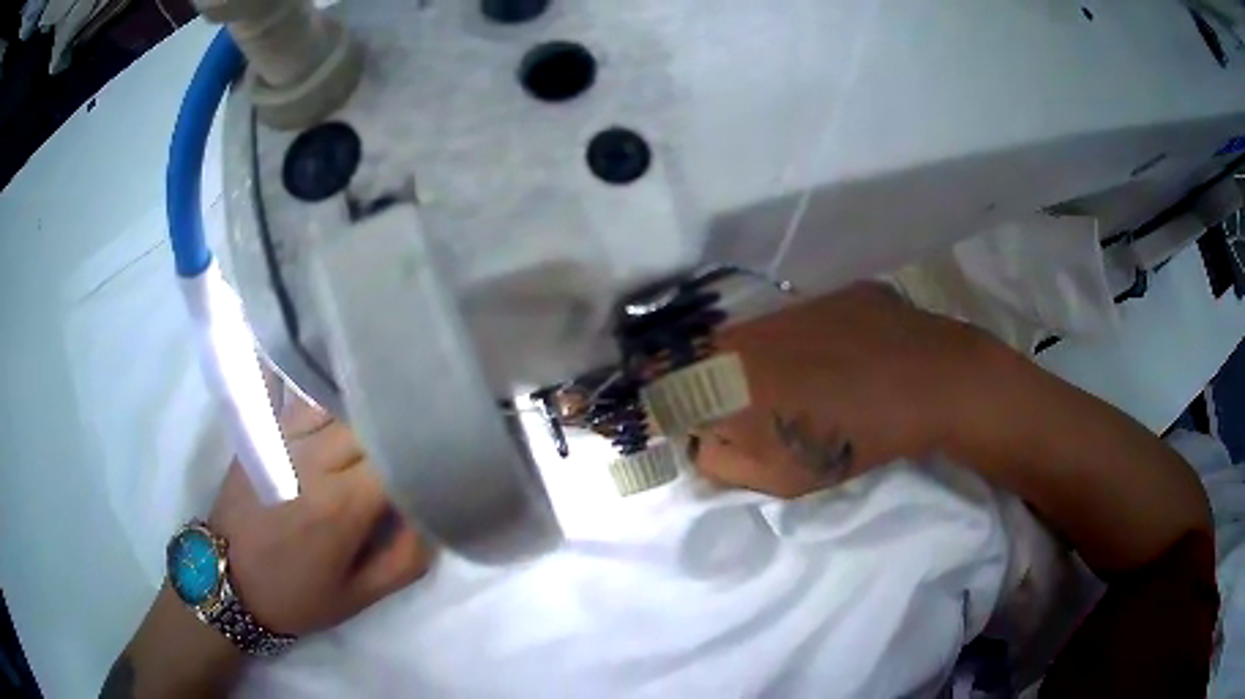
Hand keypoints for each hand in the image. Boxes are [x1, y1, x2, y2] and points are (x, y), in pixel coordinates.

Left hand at [209, 393, 432, 636]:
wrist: (226, 582)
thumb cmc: (296, 595)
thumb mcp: (360, 596)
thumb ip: (406, 560)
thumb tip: (431, 515)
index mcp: (341, 504)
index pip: (397, 455)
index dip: (424, 452)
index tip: (442, 456)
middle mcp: (312, 460)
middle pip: (367, 420)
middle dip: (394, 427)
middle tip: (415, 431)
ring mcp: (281, 439)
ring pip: (333, 400)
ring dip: (359, 405)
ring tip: (378, 405)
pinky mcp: (260, 433)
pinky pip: (287, 391)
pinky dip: (307, 379)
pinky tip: (322, 359)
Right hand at [692, 282, 1001, 497]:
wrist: (929, 381)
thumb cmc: (854, 439)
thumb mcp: (779, 475)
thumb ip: (721, 463)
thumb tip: (701, 442)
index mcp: (726, 374)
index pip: (664, 385)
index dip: (665, 406)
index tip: (682, 424)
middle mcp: (746, 329)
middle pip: (702, 355)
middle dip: (706, 384)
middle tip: (742, 411)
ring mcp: (788, 306)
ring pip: (750, 334)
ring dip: (754, 362)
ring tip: (792, 387)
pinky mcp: (826, 294)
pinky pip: (794, 320)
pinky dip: (798, 342)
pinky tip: (832, 361)